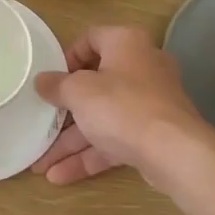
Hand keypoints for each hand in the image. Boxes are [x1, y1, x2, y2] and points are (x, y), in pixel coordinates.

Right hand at [31, 26, 211, 187]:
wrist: (174, 151)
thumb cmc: (121, 106)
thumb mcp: (78, 92)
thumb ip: (56, 85)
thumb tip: (41, 81)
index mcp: (125, 43)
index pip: (90, 39)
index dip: (66, 58)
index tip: (50, 79)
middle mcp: (141, 67)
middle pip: (94, 85)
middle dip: (63, 112)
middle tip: (40, 124)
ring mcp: (149, 103)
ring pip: (103, 118)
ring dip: (71, 142)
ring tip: (41, 165)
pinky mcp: (152, 134)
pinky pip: (115, 139)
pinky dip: (90, 155)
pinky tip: (60, 175)